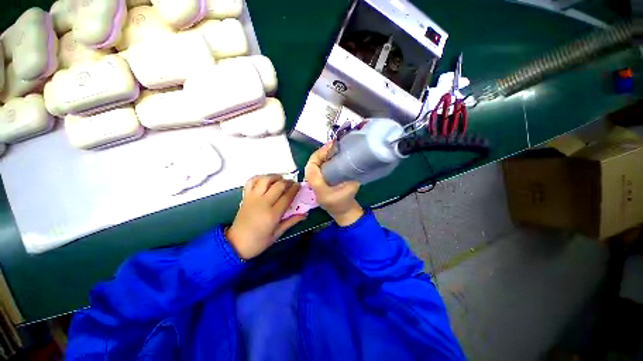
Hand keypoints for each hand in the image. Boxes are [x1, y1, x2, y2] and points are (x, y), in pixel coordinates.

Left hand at [226, 175, 305, 259]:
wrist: (236, 243)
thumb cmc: (258, 241)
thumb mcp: (277, 234)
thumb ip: (291, 221)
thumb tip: (304, 214)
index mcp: (272, 215)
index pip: (287, 197)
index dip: (295, 189)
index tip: (299, 185)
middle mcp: (263, 203)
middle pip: (278, 185)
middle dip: (288, 182)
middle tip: (292, 183)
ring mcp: (253, 198)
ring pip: (265, 180)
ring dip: (275, 177)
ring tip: (280, 179)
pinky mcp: (246, 196)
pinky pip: (251, 181)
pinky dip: (259, 177)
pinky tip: (265, 180)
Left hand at [305, 142, 363, 226]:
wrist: (343, 212)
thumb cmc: (346, 202)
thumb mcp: (351, 188)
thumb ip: (350, 176)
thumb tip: (349, 160)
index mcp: (317, 186)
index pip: (312, 166)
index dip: (320, 154)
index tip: (331, 146)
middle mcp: (312, 183)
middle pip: (312, 163)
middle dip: (321, 153)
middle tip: (333, 145)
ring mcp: (314, 182)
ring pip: (314, 165)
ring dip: (322, 156)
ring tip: (332, 149)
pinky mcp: (319, 181)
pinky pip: (318, 168)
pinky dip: (323, 160)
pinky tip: (331, 156)